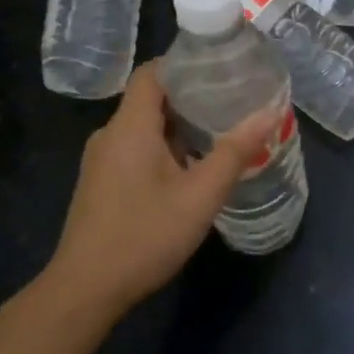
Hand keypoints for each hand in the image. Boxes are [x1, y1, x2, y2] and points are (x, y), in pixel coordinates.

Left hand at [45, 63, 276, 316]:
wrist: (84, 292)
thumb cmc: (143, 236)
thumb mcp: (200, 196)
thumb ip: (235, 152)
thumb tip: (269, 114)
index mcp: (130, 126)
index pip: (152, 72)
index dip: (184, 62)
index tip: (220, 65)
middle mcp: (111, 135)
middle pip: (151, 97)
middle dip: (191, 94)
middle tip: (232, 98)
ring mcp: (102, 160)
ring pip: (145, 126)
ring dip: (180, 124)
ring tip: (220, 129)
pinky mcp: (102, 183)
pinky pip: (136, 147)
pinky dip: (164, 146)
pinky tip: (191, 166)